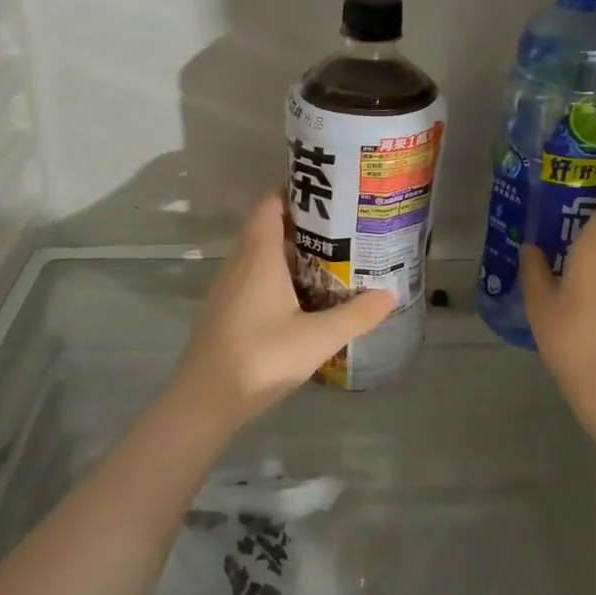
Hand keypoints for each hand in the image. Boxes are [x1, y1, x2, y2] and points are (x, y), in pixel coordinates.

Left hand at [175, 192, 396, 425]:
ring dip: (290, 250)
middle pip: (267, 226)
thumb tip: (391, 294)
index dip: (295, 192)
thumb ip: (356, 315)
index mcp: (258, 256)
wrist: (204, 402)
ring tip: (330, 256)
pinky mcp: (226, 310)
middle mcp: (239, 263)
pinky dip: (277, 274)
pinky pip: (254, 276)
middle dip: (302, 222)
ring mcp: (228, 288)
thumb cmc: (260, 358)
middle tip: (342, 226)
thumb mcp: (317, 339)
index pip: (270, 205)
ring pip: (260, 254)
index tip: (328, 194)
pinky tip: (303, 295)